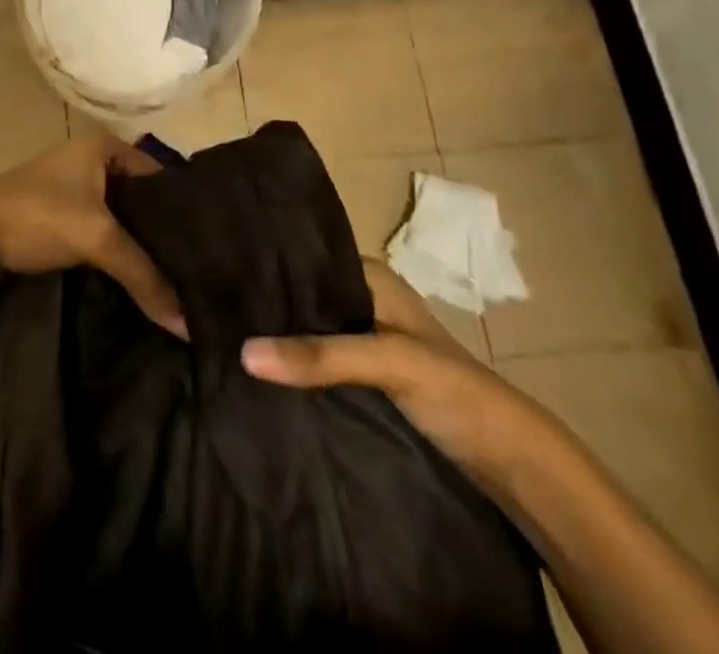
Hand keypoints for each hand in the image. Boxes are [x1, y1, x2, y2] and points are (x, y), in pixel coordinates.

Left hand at [0, 133, 186, 338]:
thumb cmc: (36, 216)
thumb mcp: (96, 238)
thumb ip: (144, 275)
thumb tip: (189, 326)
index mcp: (104, 146)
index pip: (163, 176)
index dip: (186, 211)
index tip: (215, 249)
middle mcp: (92, 159)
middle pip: (143, 199)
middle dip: (165, 235)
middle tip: (202, 272)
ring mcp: (75, 187)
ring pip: (123, 219)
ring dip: (142, 248)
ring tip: (181, 284)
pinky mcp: (62, 215)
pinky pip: (103, 232)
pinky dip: (120, 254)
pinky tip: (142, 282)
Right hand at [241, 261, 553, 482]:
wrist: (512, 462)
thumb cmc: (455, 389)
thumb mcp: (388, 361)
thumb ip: (320, 355)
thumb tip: (242, 352)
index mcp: (368, 274)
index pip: (302, 257)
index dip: (262, 262)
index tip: (213, 266)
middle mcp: (360, 297)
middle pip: (299, 293)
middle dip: (260, 299)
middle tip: (205, 300)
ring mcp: (360, 337)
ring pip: (303, 326)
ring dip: (272, 332)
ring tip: (215, 328)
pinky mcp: (360, 374)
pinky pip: (312, 358)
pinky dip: (287, 360)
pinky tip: (251, 363)